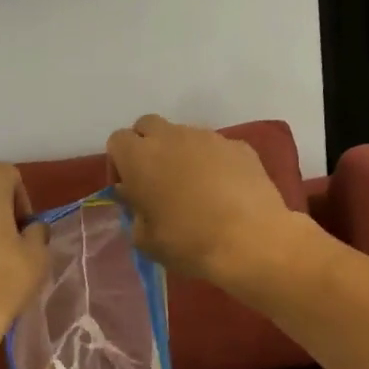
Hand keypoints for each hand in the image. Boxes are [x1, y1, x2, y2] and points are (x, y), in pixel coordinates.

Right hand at [106, 115, 297, 285]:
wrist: (251, 241)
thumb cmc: (188, 242)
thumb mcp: (145, 239)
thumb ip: (133, 212)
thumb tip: (136, 199)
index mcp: (139, 157)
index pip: (117, 140)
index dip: (119, 162)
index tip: (128, 188)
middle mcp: (170, 137)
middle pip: (148, 125)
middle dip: (146, 146)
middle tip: (155, 180)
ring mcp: (208, 138)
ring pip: (183, 135)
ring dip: (180, 153)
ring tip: (193, 187)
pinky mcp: (239, 146)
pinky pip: (215, 147)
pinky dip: (212, 162)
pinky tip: (222, 191)